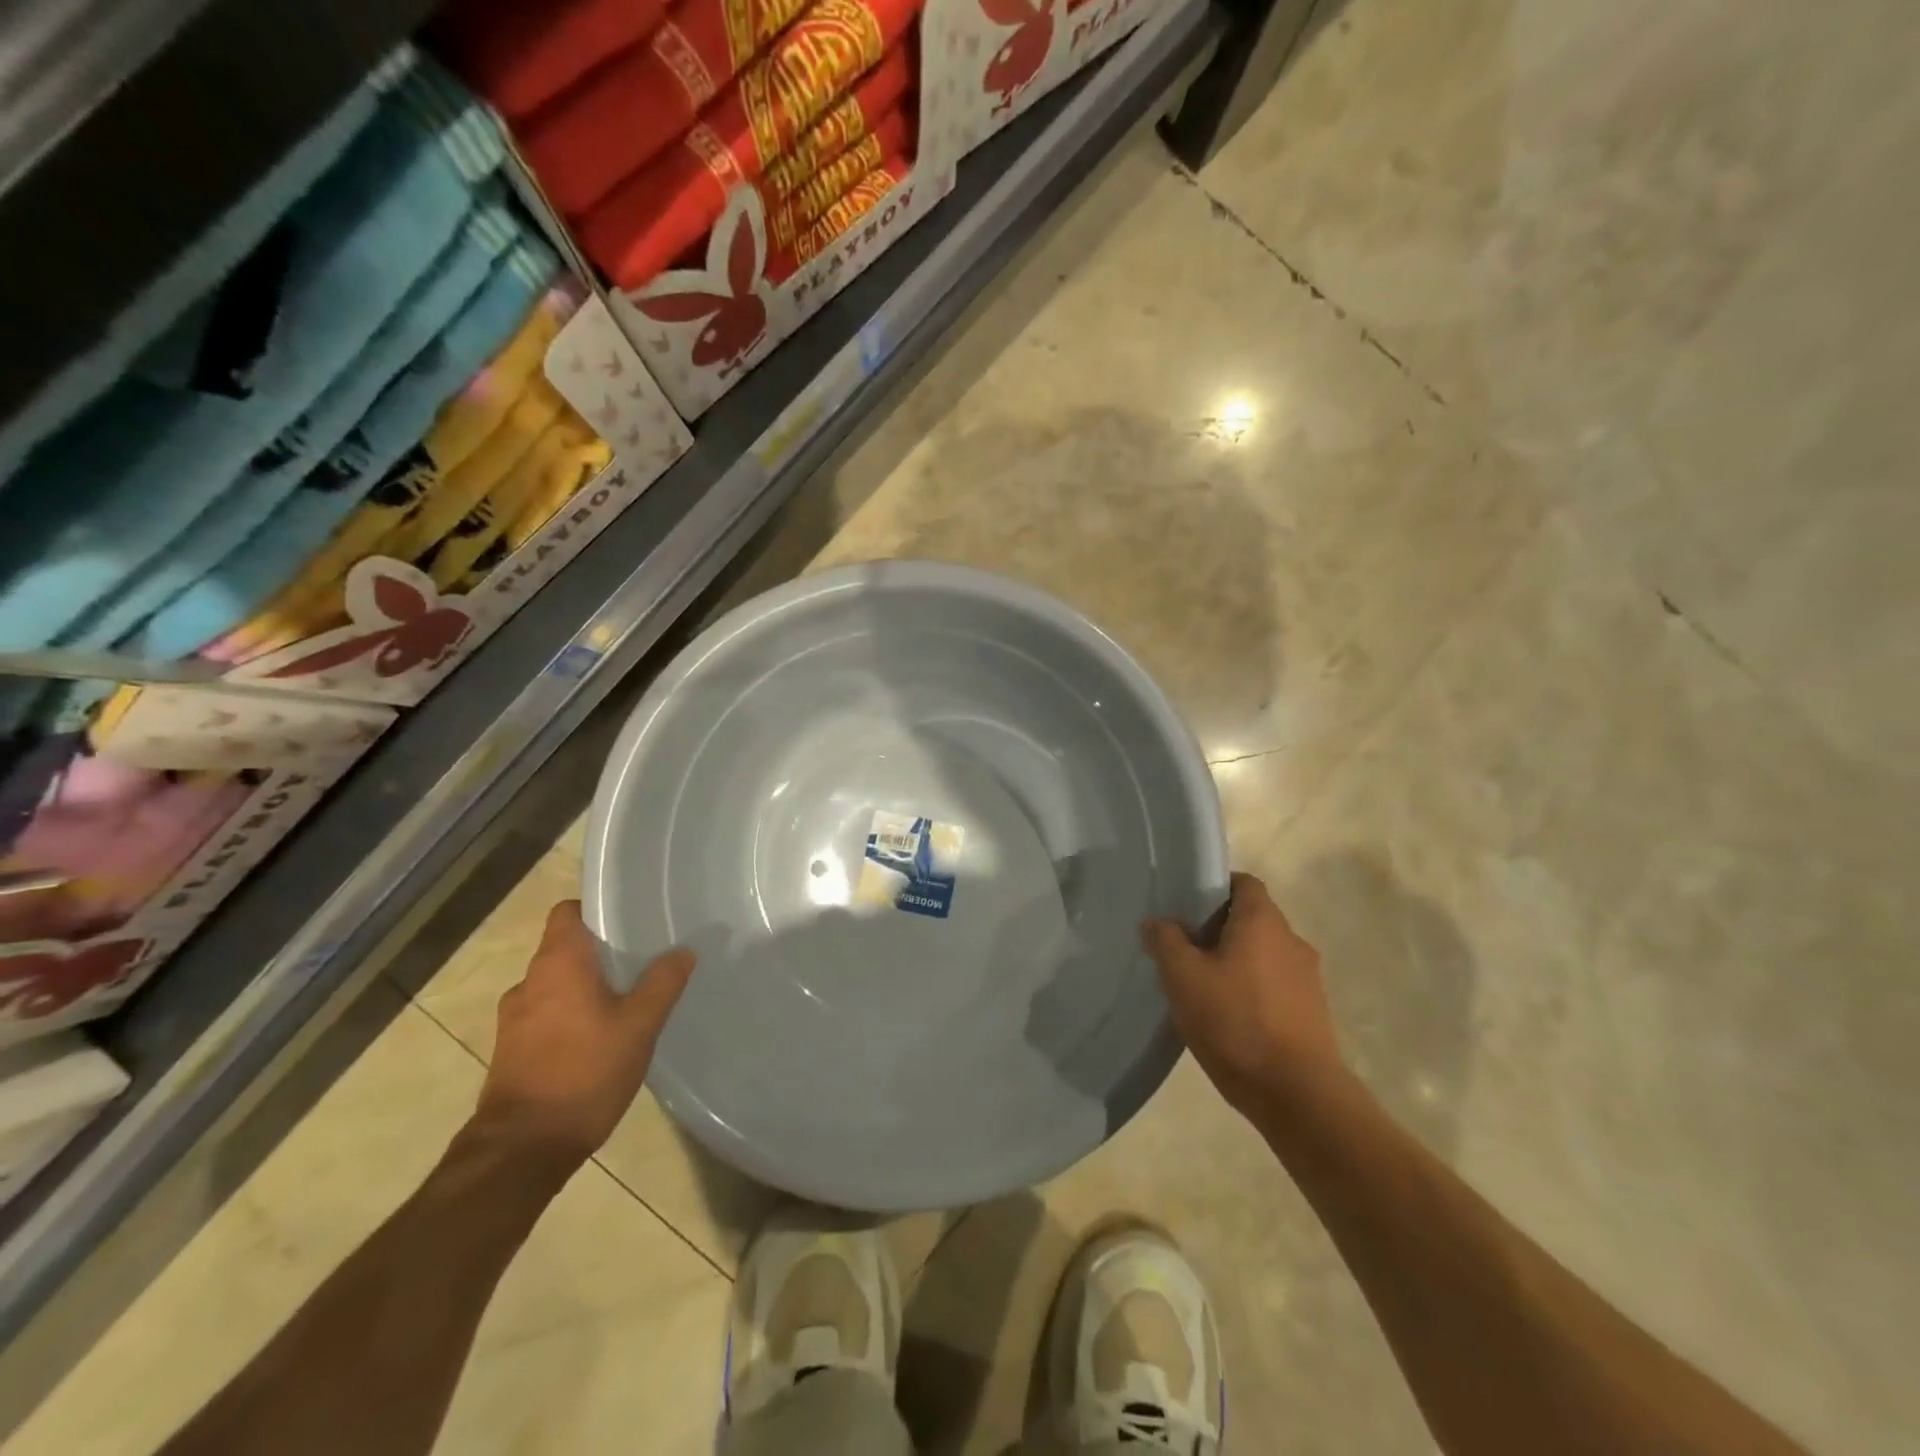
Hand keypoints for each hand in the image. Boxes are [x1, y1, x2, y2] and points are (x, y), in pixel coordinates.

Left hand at [475, 900, 694, 1168]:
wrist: (522, 1149)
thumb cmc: (584, 1072)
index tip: (628, 918)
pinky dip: (568, 1016)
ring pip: (555, 984)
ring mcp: (514, 1019)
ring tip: (623, 1001)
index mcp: (558, 964)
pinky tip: (598, 1038)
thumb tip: (683, 950)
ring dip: (583, 987)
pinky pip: (545, 1015)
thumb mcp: (639, 1025)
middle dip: (599, 952)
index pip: (568, 912)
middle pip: (564, 948)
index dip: (595, 909)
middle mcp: (529, 982)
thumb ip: (663, 982)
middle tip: (640, 960)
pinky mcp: (511, 1050)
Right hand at [1143, 872, 1342, 1116]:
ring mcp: (1307, 979)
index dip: (1214, 888)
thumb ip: (1166, 941)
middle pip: (1251, 919)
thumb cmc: (1236, 1022)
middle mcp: (1292, 941)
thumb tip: (1157, 922)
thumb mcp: (1183, 978)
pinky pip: (1274, 986)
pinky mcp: (1313, 1013)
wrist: (1298, 1095)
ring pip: (1262, 955)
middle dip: (1217, 930)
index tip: (1185, 908)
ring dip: (1235, 964)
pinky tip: (1228, 1019)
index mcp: (1263, 921)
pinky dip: (1252, 991)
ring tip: (1202, 990)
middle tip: (1184, 952)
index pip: (1243, 883)